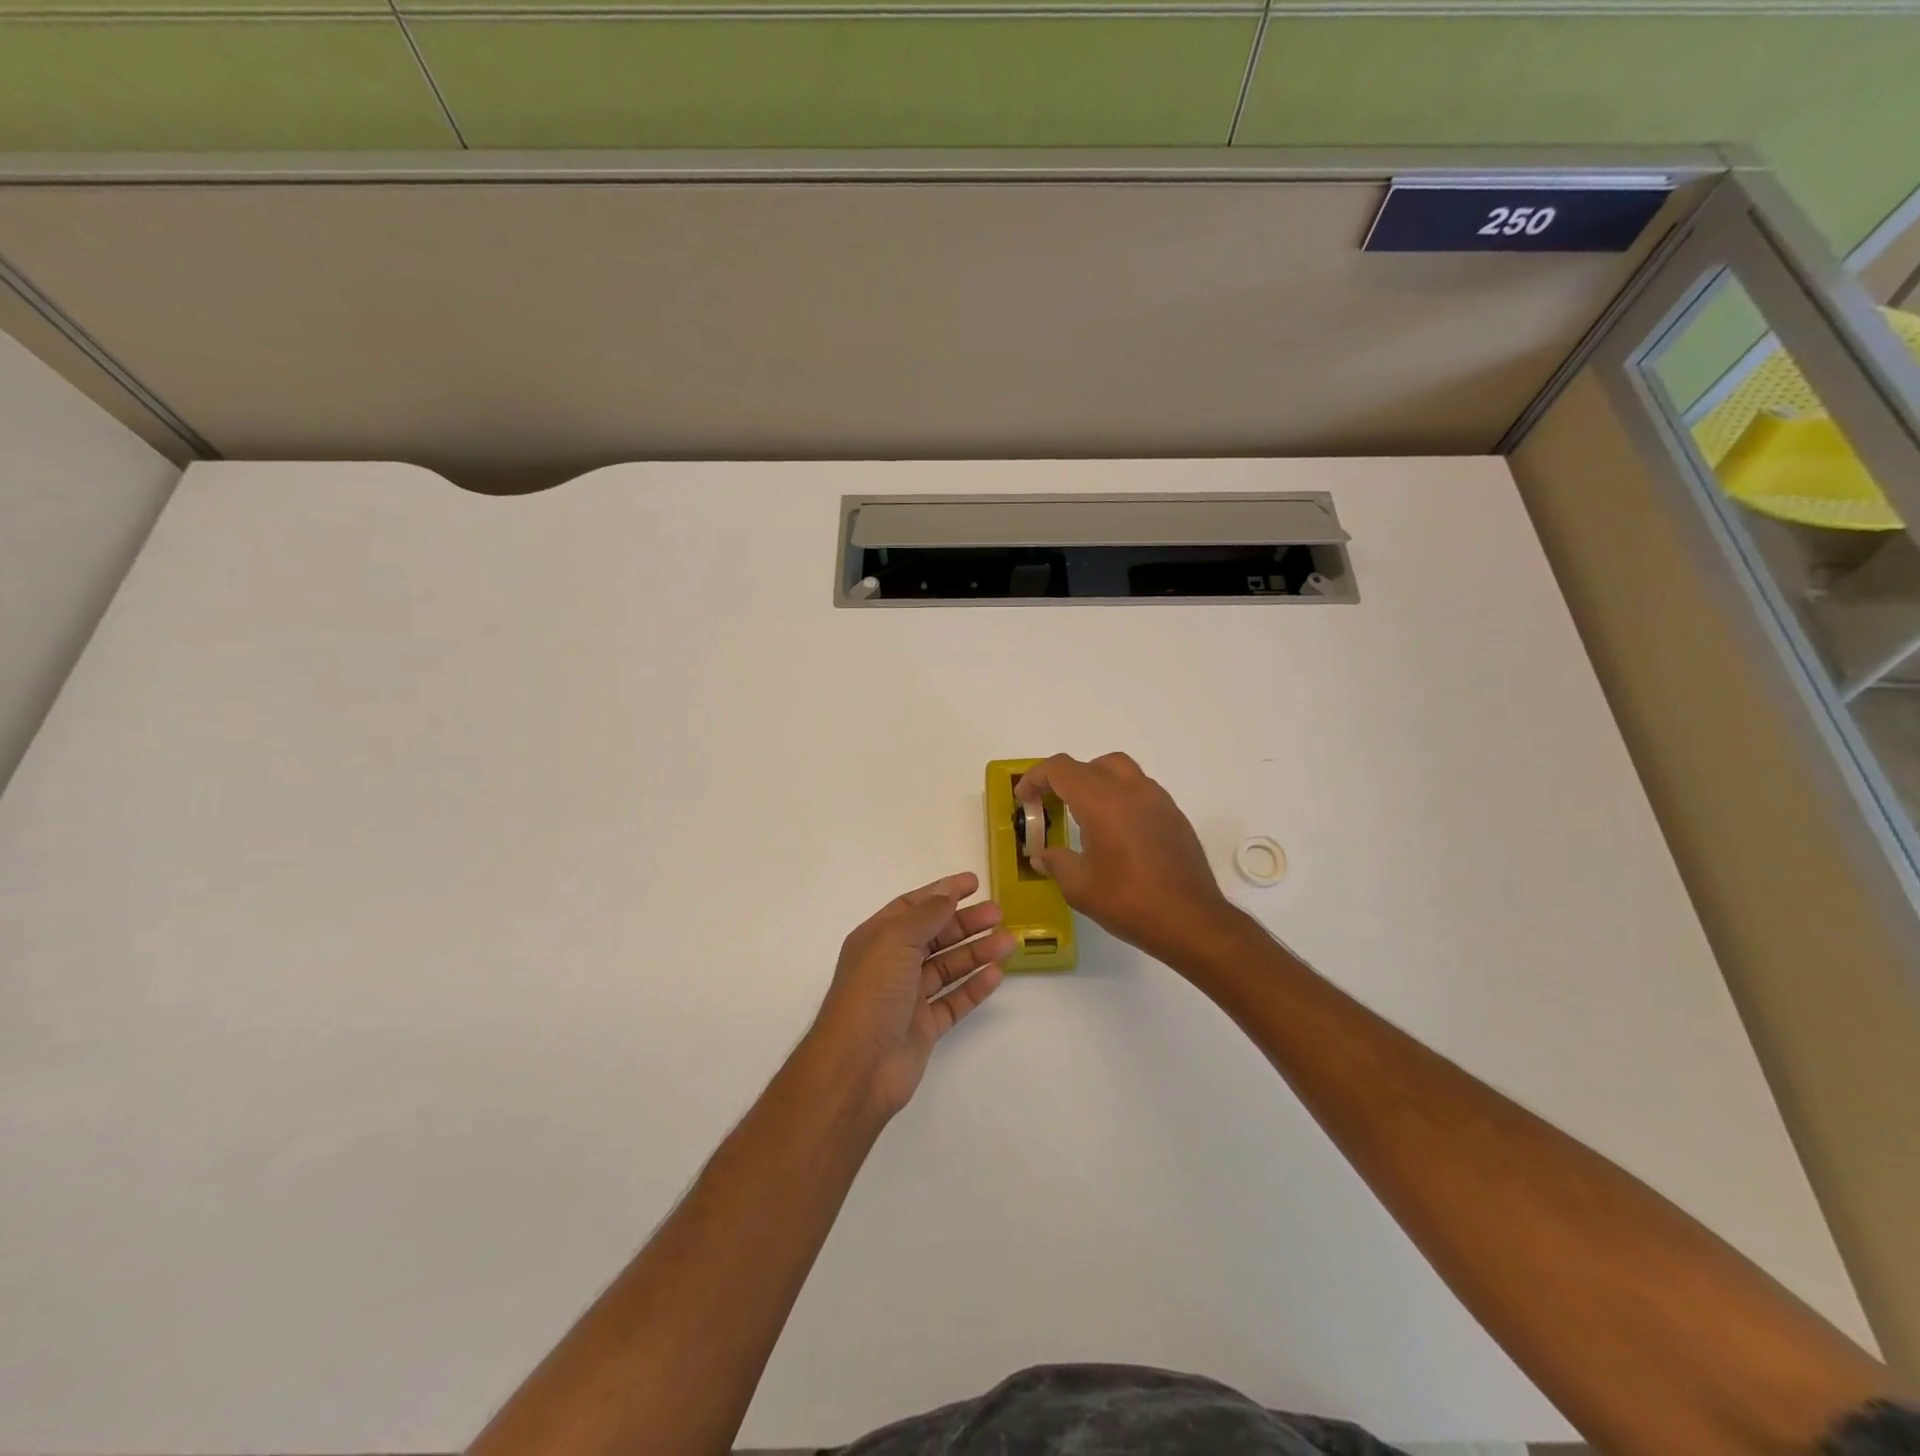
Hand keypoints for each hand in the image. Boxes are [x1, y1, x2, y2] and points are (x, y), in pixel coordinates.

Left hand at [809, 873, 1014, 1119]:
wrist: (857, 1067)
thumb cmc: (871, 993)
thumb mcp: (895, 940)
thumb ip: (925, 915)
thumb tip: (947, 893)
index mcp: (877, 938)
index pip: (913, 906)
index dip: (942, 892)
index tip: (974, 883)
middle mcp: (892, 964)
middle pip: (934, 935)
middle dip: (966, 923)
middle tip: (999, 914)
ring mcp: (908, 997)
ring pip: (947, 967)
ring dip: (976, 952)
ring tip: (1008, 942)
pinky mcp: (923, 1027)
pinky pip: (953, 1001)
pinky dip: (974, 987)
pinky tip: (995, 975)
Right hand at [1016, 753, 1239, 966]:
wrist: (1191, 921)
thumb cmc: (1129, 901)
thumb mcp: (1079, 886)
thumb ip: (1056, 862)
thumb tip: (1042, 854)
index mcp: (1102, 801)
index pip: (1061, 769)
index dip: (1036, 778)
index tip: (1024, 798)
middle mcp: (1132, 790)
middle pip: (1092, 764)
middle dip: (1067, 778)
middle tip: (1054, 804)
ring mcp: (1158, 801)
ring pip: (1121, 772)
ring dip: (1097, 784)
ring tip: (1085, 818)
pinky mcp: (1175, 816)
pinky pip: (1141, 792)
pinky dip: (1121, 799)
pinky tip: (1116, 834)